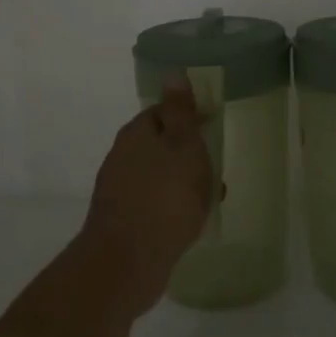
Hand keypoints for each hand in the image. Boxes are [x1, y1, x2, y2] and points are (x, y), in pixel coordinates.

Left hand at [75, 84, 214, 316]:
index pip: (163, 112)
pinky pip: (154, 203)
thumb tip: (172, 72)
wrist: (126, 263)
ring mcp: (119, 191)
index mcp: (135, 134)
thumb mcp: (183, 146)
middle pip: (160, 144)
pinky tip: (191, 222)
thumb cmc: (164, 198)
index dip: (189, 116)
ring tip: (211, 197)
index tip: (213, 127)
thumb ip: (180, 112)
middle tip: (216, 166)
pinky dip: (173, 206)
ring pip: (159, 175)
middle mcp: (122, 157)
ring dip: (183, 181)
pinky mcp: (123, 221)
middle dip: (188, 153)